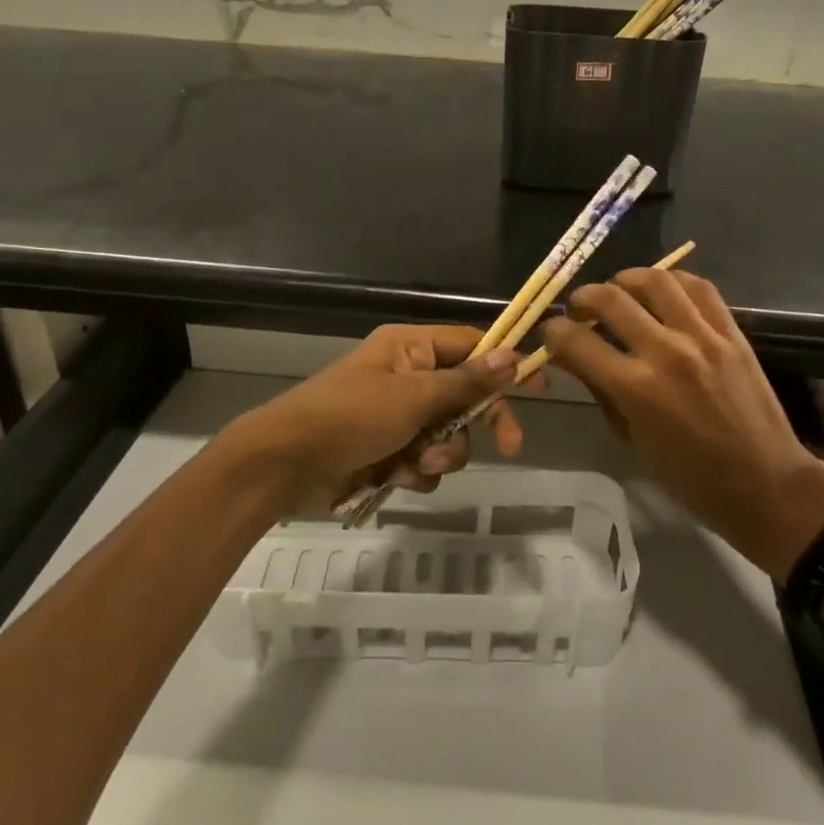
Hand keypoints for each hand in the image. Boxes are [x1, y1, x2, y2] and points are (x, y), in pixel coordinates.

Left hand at [224, 325, 524, 517]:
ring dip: (443, 454)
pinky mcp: (386, 452)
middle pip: (465, 396)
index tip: (539, 387)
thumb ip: (466, 382)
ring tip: (418, 464)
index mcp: (410, 348)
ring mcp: (396, 417)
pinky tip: (396, 478)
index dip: (505, 364)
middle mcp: (407, 377)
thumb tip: (514, 354)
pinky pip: (423, 461)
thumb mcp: (414, 396)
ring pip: (448, 435)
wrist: (284, 465)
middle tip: (510, 446)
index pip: (471, 346)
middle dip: (477, 424)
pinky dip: (416, 472)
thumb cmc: (350, 416)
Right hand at [541, 269, 823, 576]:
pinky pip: (699, 287)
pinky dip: (672, 280)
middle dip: (582, 298)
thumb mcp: (632, 439)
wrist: (765, 483)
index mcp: (635, 388)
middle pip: (610, 299)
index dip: (554, 331)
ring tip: (618, 291)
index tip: (551, 332)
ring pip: (655, 279)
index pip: (576, 340)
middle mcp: (665, 352)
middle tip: (579, 309)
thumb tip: (571, 355)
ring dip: (625, 279)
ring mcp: (703, 336)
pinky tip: (661, 290)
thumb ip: (601, 390)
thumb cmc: (690, 477)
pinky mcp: (731, 331)